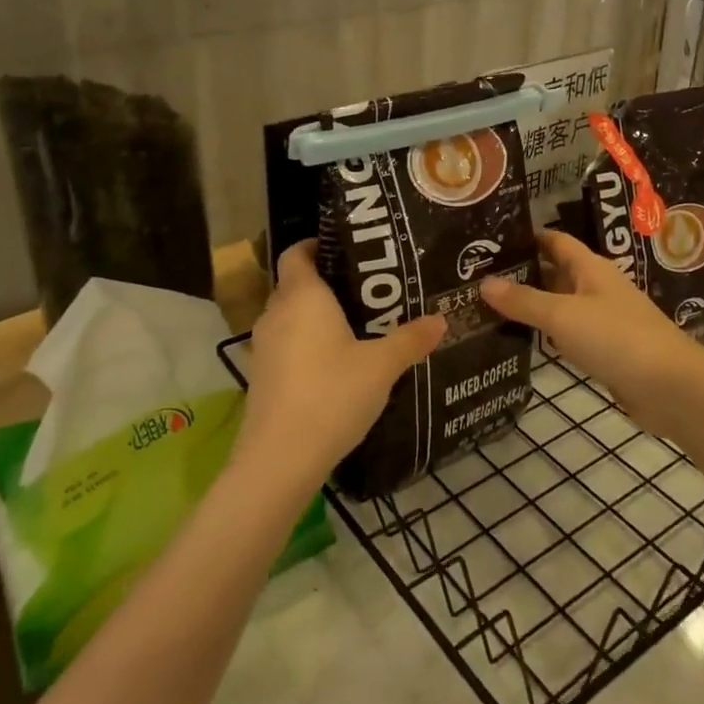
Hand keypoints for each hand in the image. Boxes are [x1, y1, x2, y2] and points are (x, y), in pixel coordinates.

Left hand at [236, 241, 444, 489]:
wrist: (281, 458)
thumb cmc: (332, 394)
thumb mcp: (382, 366)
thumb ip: (411, 339)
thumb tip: (441, 319)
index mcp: (303, 297)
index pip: (296, 253)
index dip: (316, 244)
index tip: (346, 248)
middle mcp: (276, 314)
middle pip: (295, 284)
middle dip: (326, 282)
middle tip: (367, 288)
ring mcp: (263, 347)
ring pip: (290, 317)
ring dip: (316, 316)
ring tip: (357, 324)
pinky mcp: (261, 376)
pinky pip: (286, 344)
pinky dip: (307, 343)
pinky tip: (336, 362)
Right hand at [480, 230, 703, 439]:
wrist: (670, 387)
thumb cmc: (616, 338)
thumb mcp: (563, 316)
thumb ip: (524, 300)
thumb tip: (483, 283)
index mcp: (591, 268)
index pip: (555, 241)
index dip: (527, 237)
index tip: (491, 239)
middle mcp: (597, 288)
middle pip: (555, 273)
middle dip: (522, 273)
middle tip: (477, 277)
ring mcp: (603, 320)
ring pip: (560, 305)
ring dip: (532, 305)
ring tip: (488, 306)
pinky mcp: (605, 351)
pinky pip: (569, 334)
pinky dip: (547, 334)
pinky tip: (521, 339)